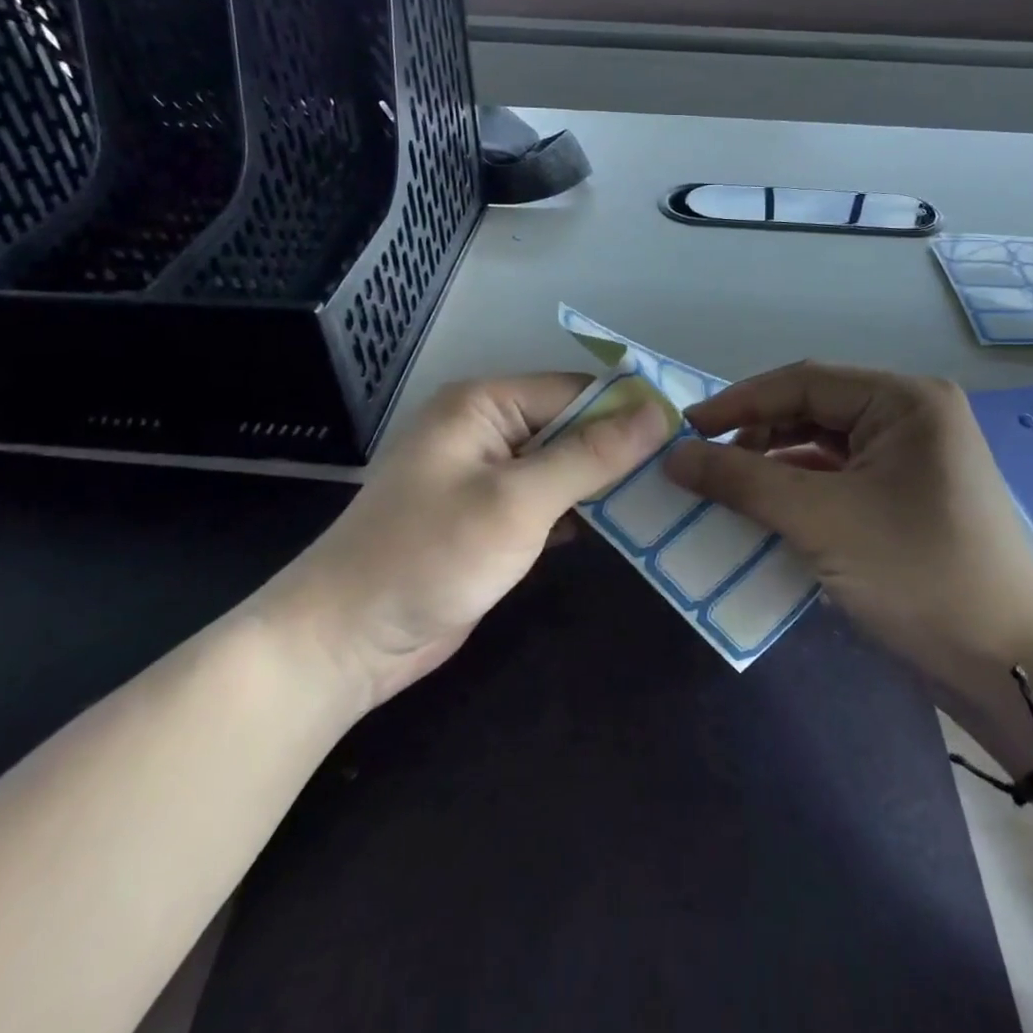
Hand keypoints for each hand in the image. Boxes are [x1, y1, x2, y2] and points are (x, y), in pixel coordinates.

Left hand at [280, 374, 669, 705]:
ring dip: (606, 485)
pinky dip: (582, 514)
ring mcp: (486, 477)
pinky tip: (628, 530)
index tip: (685, 437)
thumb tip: (658, 411)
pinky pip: (548, 502)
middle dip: (621, 451)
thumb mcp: (519, 501)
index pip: (575, 392)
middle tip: (686, 474)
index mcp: (485, 404)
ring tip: (672, 499)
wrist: (346, 641)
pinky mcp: (489, 520)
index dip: (629, 412)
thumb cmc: (430, 556)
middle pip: (571, 427)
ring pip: (564, 468)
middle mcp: (486, 430)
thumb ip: (591, 455)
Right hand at [663, 362, 1032, 767]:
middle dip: (755, 436)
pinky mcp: (904, 501)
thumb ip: (742, 481)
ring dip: (772, 467)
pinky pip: (837, 482)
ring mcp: (910, 462)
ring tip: (723, 490)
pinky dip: (797, 495)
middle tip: (702, 464)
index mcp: (904, 401)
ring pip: (821, 449)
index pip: (804, 381)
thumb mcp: (822, 521)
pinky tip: (763, 515)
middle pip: (812, 411)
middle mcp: (910, 419)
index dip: (739, 402)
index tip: (685, 428)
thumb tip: (674, 456)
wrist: (1011, 670)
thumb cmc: (919, 574)